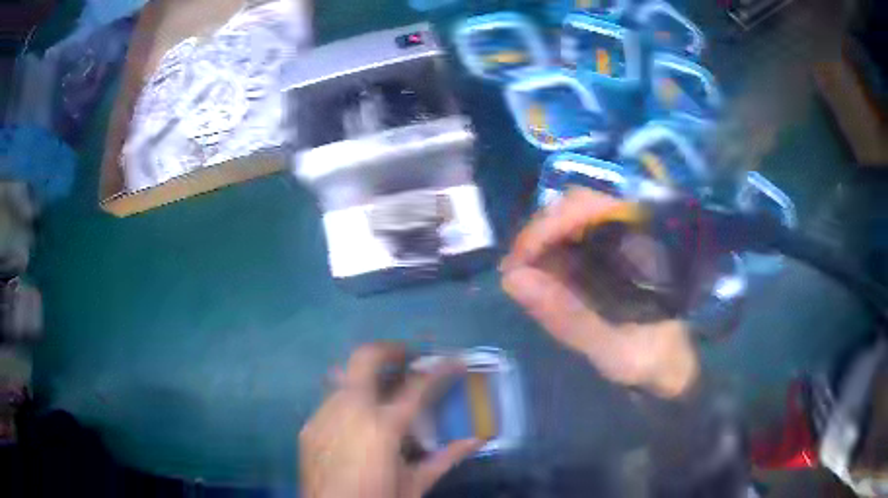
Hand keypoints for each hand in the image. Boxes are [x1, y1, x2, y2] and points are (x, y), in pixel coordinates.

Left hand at [300, 343, 480, 497]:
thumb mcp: (415, 486)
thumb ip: (445, 459)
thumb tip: (476, 440)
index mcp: (383, 427)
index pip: (417, 386)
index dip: (441, 369)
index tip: (456, 360)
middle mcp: (349, 412)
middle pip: (365, 358)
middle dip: (391, 349)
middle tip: (409, 356)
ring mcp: (324, 416)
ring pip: (345, 376)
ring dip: (369, 375)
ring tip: (386, 389)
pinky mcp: (309, 427)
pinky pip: (330, 400)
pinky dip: (350, 398)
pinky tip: (360, 419)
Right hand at [500, 188, 698, 398]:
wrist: (668, 365)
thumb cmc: (650, 356)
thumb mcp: (612, 347)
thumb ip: (568, 316)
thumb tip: (512, 280)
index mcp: (644, 242)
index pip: (590, 208)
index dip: (549, 225)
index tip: (519, 260)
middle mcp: (632, 230)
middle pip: (575, 209)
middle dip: (538, 235)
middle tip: (513, 273)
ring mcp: (618, 240)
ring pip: (569, 223)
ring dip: (540, 246)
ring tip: (520, 278)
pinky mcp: (607, 254)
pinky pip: (571, 242)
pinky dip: (548, 258)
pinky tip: (537, 280)